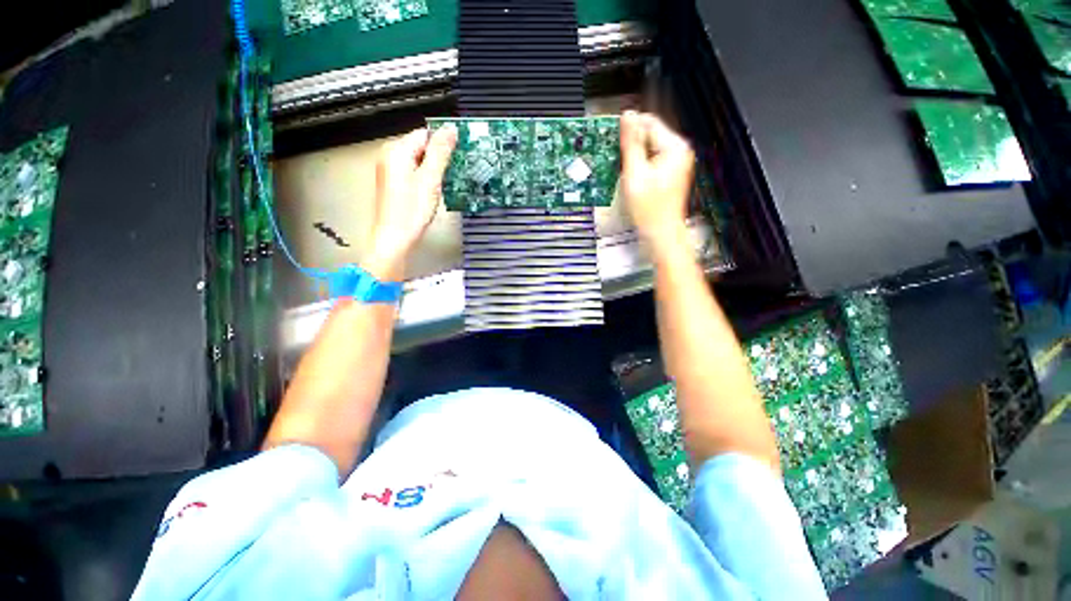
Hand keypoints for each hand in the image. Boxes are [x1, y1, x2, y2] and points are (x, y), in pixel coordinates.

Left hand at [363, 125, 457, 280]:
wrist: (394, 238)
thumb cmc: (411, 211)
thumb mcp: (430, 180)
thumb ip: (440, 153)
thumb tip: (451, 129)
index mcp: (397, 150)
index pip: (425, 134)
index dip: (444, 143)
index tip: (460, 155)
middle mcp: (389, 155)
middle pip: (421, 146)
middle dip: (439, 157)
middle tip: (455, 171)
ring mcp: (390, 169)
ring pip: (418, 160)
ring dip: (433, 169)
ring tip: (445, 183)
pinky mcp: (393, 182)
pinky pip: (413, 171)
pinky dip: (425, 177)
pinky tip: (433, 190)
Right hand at [620, 111, 694, 250]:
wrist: (660, 232)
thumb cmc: (649, 208)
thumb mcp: (635, 173)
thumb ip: (631, 143)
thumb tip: (628, 117)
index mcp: (675, 147)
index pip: (648, 123)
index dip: (628, 128)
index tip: (611, 135)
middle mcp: (679, 151)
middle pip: (650, 135)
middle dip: (631, 145)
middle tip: (615, 157)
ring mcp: (676, 163)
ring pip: (649, 149)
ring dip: (634, 156)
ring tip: (623, 170)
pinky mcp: (670, 173)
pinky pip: (652, 160)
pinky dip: (640, 165)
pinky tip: (631, 177)